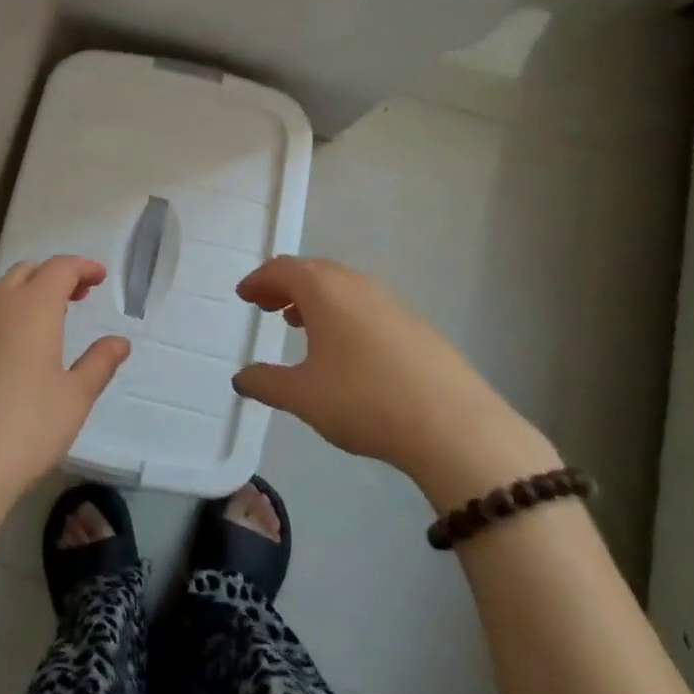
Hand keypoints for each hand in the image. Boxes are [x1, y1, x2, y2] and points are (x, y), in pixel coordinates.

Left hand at [0, 256, 129, 536]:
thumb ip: (99, 363)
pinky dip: (0, 321)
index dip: (82, 267)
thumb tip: (120, 341)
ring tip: (44, 326)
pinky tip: (7, 357)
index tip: (99, 277)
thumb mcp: (74, 399)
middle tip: (77, 297)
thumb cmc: (24, 431)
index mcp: (31, 309)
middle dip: (53, 276)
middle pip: (26, 272)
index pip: (59, 268)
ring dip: (25, 296)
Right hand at [232, 256, 558, 510]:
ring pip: (342, 287)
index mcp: (323, 290)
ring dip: (315, 299)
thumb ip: (266, 383)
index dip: (259, 280)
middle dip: (285, 286)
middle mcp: (355, 284)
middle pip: (312, 271)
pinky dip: (342, 313)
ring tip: (299, 324)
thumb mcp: (304, 396)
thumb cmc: (364, 400)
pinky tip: (345, 348)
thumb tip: (240, 378)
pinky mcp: (414, 324)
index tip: (244, 295)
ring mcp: (389, 302)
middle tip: (266, 306)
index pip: (282, 269)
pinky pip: (365, 305)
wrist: (453, 425)